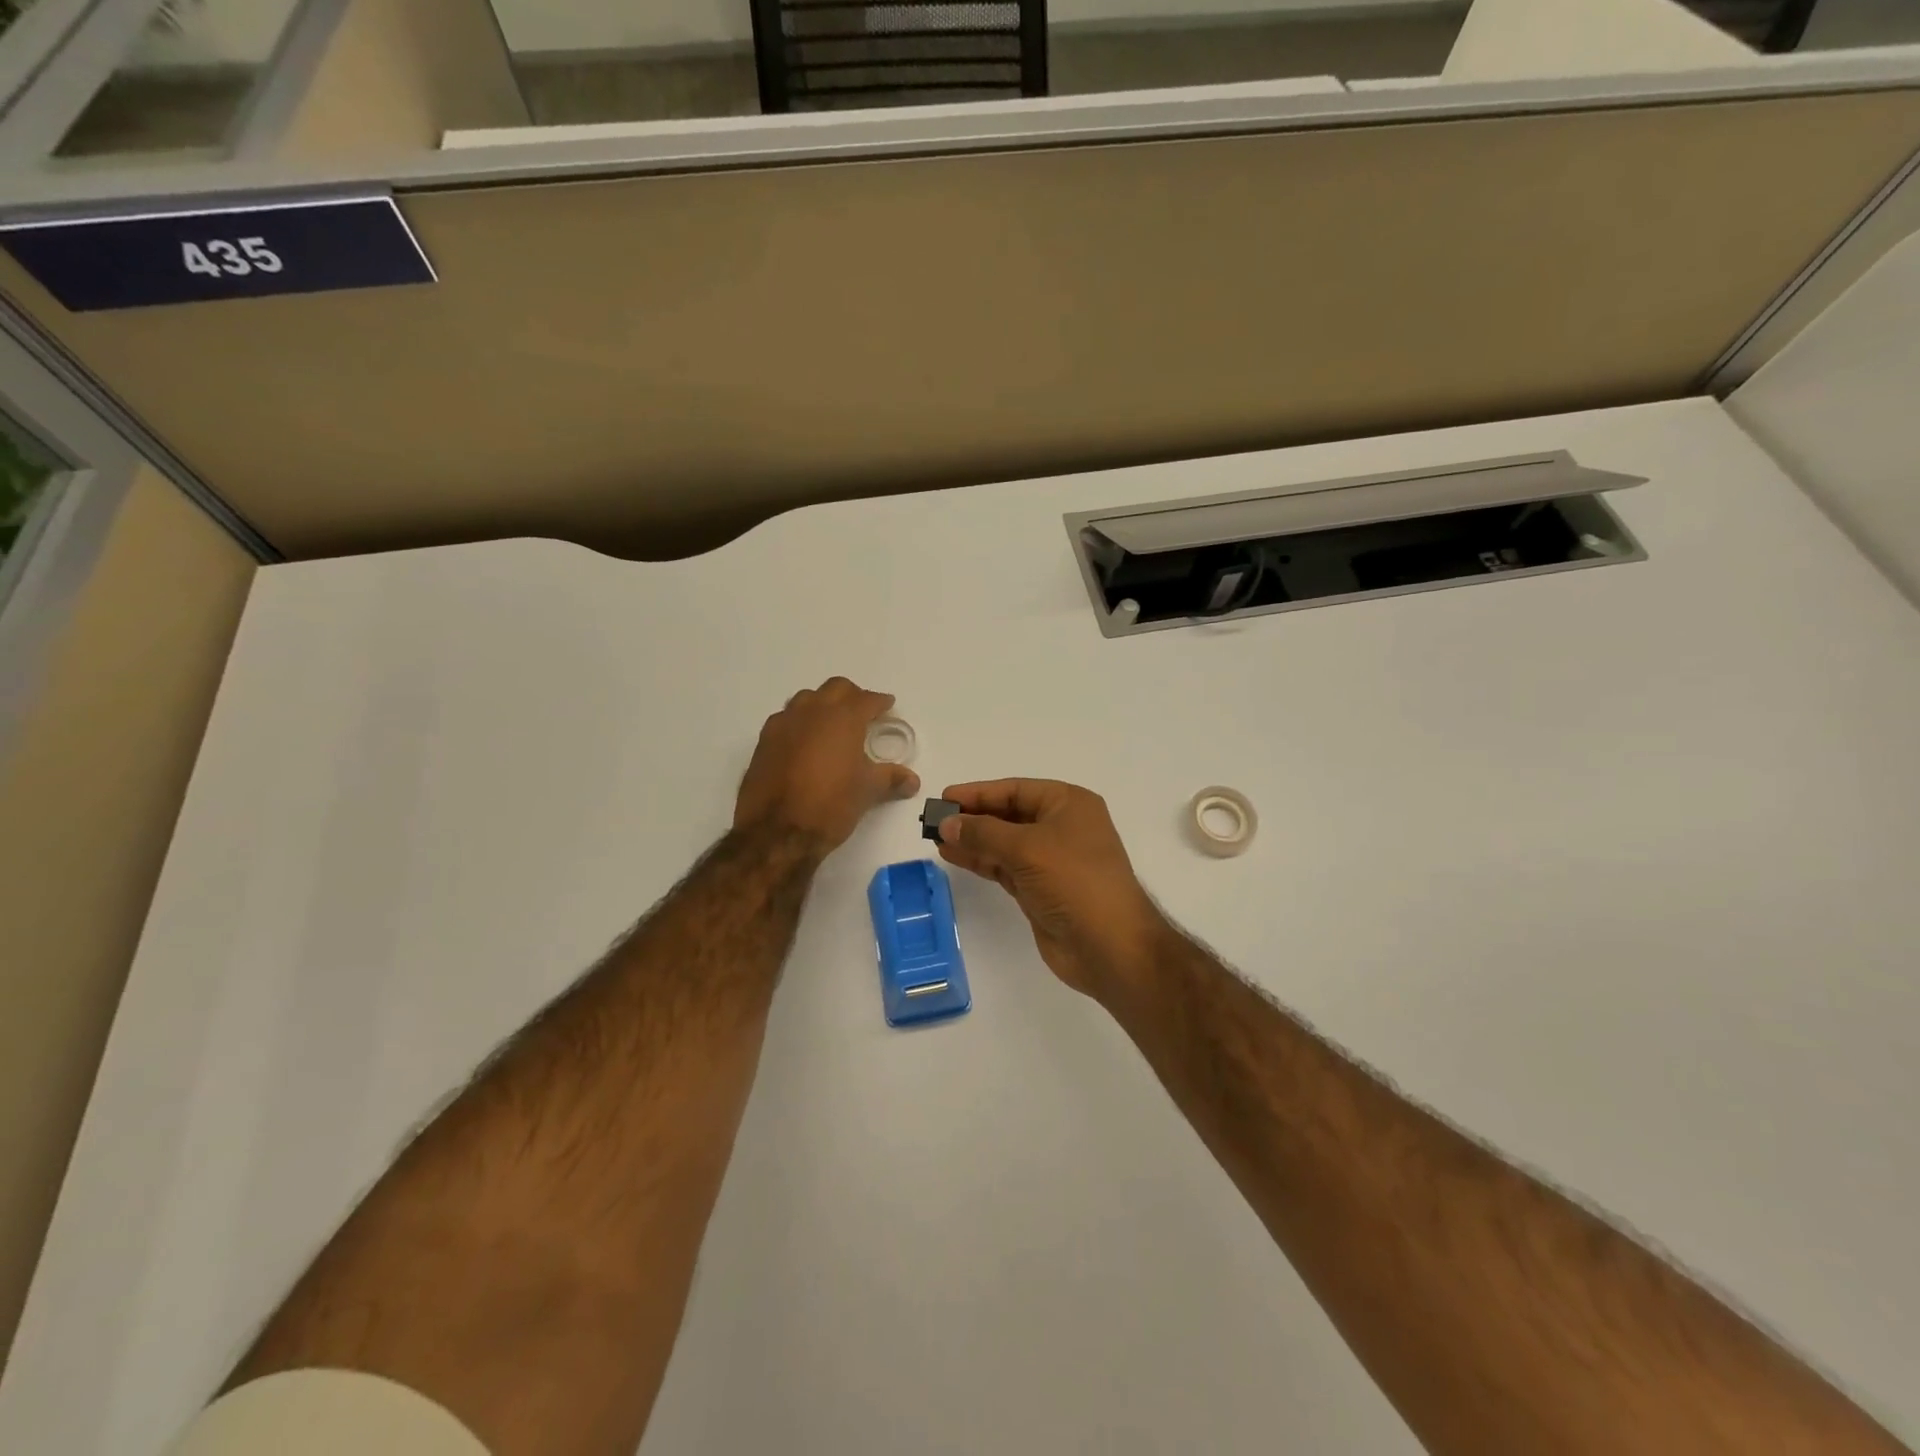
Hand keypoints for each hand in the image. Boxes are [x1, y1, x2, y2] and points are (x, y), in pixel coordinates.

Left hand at [734, 678, 918, 854]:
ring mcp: (784, 724)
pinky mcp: (764, 741)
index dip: (880, 702)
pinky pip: (786, 719)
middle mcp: (812, 712)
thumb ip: (891, 779)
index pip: (866, 699)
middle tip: (862, 712)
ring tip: (831, 724)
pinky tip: (804, 742)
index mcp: (843, 718)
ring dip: (822, 704)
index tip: (888, 705)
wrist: (776, 831)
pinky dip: (799, 723)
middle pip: (835, 689)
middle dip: (852, 696)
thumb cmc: (830, 805)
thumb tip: (912, 780)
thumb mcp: (867, 791)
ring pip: (806, 699)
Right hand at [934, 779, 1167, 999]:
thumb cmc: (1074, 882)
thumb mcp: (1027, 848)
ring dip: (972, 840)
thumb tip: (946, 824)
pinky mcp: (1041, 889)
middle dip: (972, 817)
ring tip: (935, 839)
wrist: (1109, 946)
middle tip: (933, 820)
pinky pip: (1005, 867)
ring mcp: (1051, 860)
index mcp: (1069, 804)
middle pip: (1008, 814)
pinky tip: (954, 856)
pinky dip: (981, 861)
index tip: (944, 798)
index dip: (979, 793)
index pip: (1016, 790)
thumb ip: (983, 833)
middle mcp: (1061, 827)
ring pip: (1004, 843)